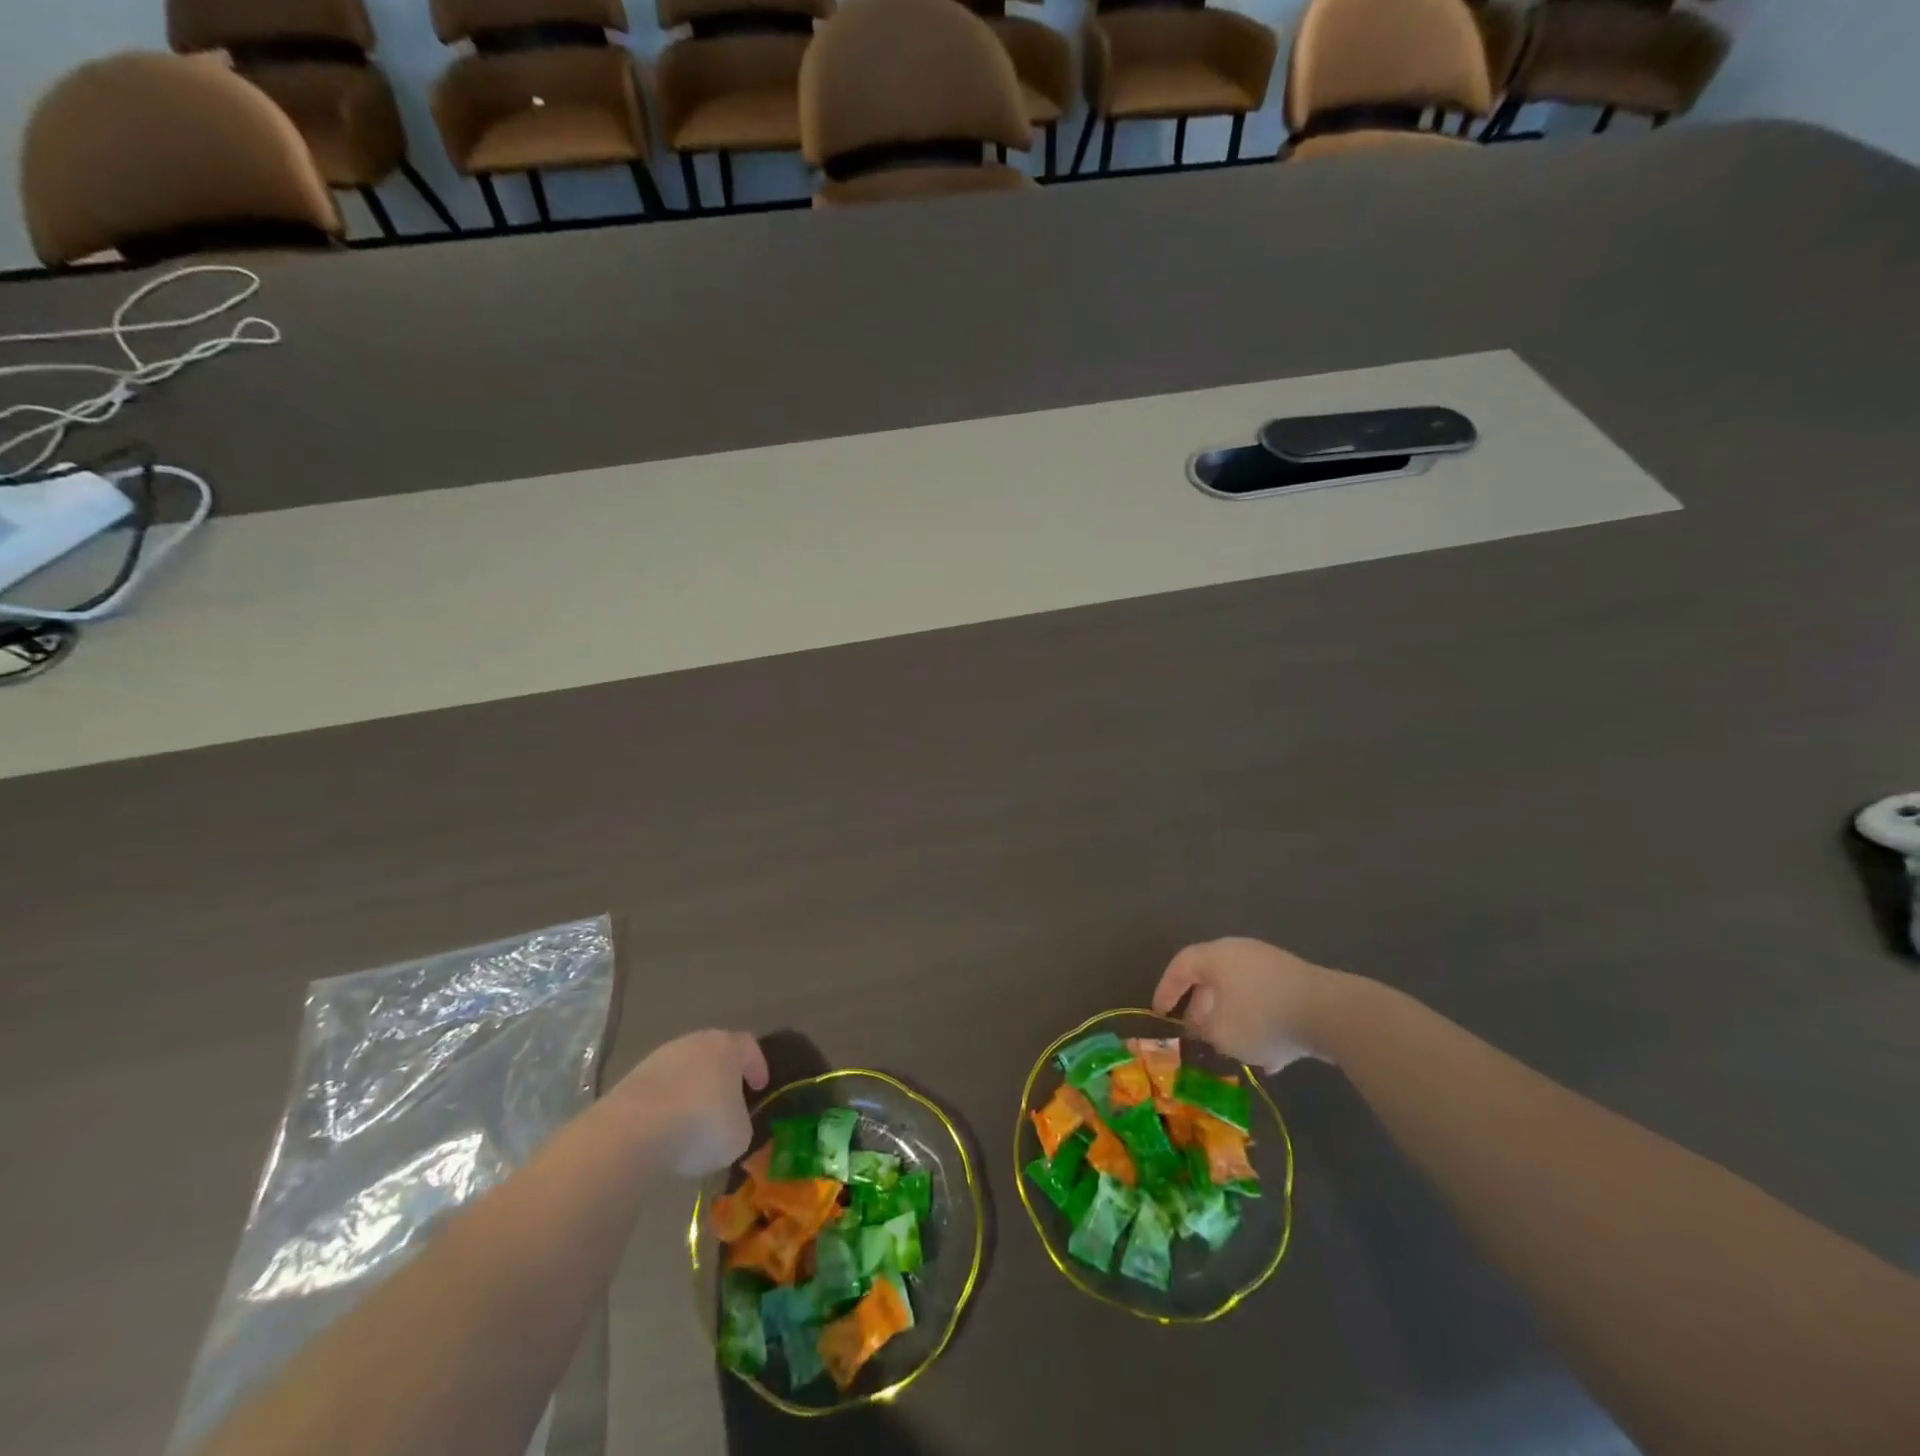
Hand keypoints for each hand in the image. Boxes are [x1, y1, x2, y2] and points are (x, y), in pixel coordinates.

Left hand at [611, 1030, 768, 1176]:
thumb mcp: (738, 1135)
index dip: (757, 1066)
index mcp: (727, 1047)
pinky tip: (665, 1128)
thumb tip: (730, 1125)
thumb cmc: (700, 1126)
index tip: (760, 1087)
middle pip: (714, 1053)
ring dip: (691, 1089)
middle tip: (727, 1100)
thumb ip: (740, 1123)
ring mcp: (660, 1058)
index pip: (749, 1047)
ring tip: (693, 1119)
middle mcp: (695, 1042)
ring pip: (684, 1069)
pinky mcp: (631, 1079)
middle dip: (722, 1075)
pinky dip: (666, 1104)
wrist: (633, 1131)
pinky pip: (659, 1089)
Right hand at [1152, 938, 1341, 1071]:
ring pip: (1241, 992)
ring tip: (1230, 1049)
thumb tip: (1202, 1026)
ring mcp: (1272, 966)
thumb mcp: (1222, 1033)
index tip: (1159, 1013)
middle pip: (1212, 977)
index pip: (1181, 965)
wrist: (1331, 1013)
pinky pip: (1268, 1002)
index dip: (1166, 989)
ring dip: (1231, 1018)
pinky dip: (1261, 1024)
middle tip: (1194, 1030)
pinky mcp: (1298, 984)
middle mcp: (1241, 953)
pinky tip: (1269, 1059)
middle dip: (1201, 1006)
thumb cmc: (1262, 1017)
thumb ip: (1204, 1030)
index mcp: (1216, 956)